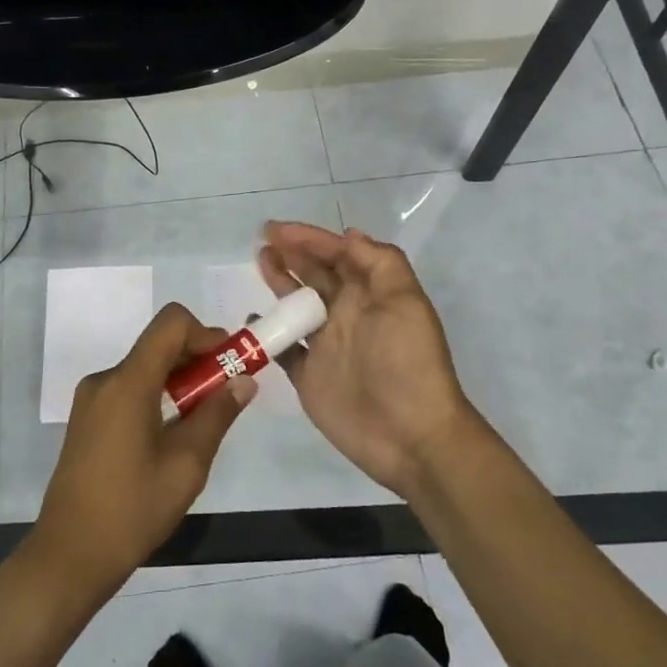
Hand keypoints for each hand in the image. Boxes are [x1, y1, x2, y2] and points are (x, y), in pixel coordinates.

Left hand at [30, 303, 253, 593]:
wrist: (68, 558)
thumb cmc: (132, 511)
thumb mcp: (186, 465)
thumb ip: (217, 415)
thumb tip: (244, 380)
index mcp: (128, 381)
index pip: (171, 323)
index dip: (206, 334)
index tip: (228, 366)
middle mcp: (106, 379)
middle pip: (159, 345)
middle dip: (197, 361)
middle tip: (225, 396)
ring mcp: (91, 399)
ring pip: (145, 368)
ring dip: (179, 381)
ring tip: (201, 423)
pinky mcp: (86, 419)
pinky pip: (129, 389)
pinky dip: (157, 397)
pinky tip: (170, 437)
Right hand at [259, 221, 482, 498]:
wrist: (412, 437)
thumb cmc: (407, 363)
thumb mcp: (405, 302)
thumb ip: (378, 262)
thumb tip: (348, 234)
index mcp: (369, 293)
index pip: (337, 254)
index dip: (309, 238)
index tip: (277, 230)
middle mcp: (346, 313)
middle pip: (314, 274)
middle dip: (291, 253)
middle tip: (264, 240)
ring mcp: (326, 345)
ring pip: (296, 304)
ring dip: (279, 281)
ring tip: (260, 262)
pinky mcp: (309, 375)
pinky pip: (283, 348)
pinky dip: (268, 333)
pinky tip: (254, 318)